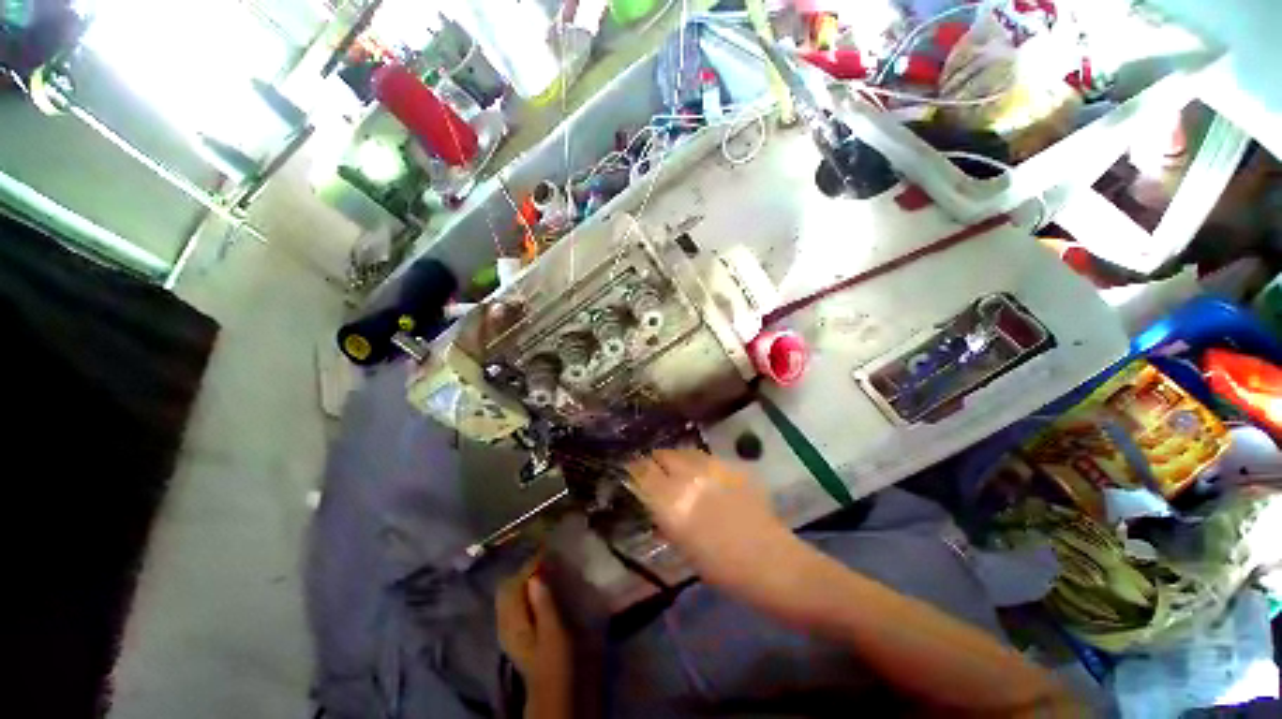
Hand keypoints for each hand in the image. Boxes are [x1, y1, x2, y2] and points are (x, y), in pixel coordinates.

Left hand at [496, 563, 571, 713]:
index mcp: (512, 620)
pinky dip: (527, 589)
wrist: (554, 691)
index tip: (550, 549)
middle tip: (548, 558)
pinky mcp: (518, 631)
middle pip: (509, 585)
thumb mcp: (554, 632)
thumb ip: (544, 603)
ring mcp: (509, 627)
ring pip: (511, 592)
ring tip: (547, 569)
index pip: (516, 582)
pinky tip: (542, 588)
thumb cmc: (556, 661)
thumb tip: (537, 573)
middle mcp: (505, 621)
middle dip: (526, 568)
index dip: (532, 564)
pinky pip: (517, 601)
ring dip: (527, 578)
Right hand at [625, 449, 800, 598]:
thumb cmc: (721, 568)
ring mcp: (713, 469)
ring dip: (676, 458)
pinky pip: (706, 457)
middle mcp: (689, 479)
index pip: (642, 473)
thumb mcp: (682, 545)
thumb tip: (652, 498)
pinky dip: (698, 462)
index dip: (634, 469)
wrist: (770, 562)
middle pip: (663, 455)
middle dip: (655, 460)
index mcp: (672, 505)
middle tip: (654, 469)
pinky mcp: (731, 466)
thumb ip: (664, 516)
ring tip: (677, 468)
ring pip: (684, 451)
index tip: (630, 470)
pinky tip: (703, 473)